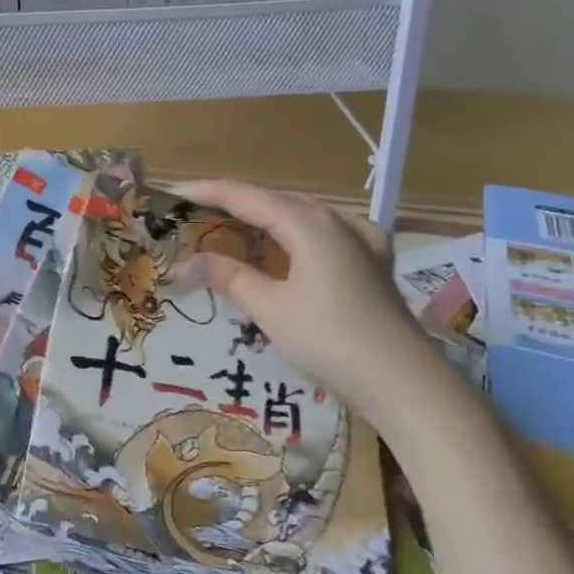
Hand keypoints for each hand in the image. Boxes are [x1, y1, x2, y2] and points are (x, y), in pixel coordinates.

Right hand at [174, 180, 439, 418]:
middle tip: (192, 215)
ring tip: (232, 226)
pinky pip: (327, 230)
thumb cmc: (330, 340)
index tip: (169, 194)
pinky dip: (299, 231)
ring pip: (300, 214)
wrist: (403, 381)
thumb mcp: (271, 309)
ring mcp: (360, 238)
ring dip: (263, 217)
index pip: (244, 196)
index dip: (203, 192)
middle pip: (272, 200)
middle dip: (231, 204)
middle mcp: (334, 220)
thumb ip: (229, 277)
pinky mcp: (373, 260)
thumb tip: (187, 261)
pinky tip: (299, 241)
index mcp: (307, 224)